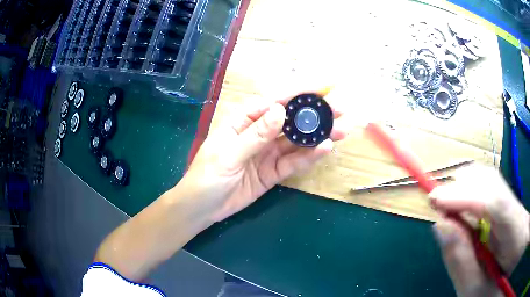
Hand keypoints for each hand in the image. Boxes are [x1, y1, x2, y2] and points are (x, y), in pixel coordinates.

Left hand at [177, 91, 346, 222]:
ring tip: (342, 130)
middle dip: (316, 113)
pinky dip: (309, 156)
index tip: (325, 86)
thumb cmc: (206, 177)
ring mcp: (268, 152)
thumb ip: (254, 135)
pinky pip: (294, 162)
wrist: (202, 208)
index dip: (300, 91)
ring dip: (319, 134)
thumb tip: (280, 110)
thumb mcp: (227, 155)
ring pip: (297, 140)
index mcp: (244, 120)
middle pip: (291, 119)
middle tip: (342, 110)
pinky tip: (324, 149)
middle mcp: (260, 132)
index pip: (276, 100)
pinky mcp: (274, 171)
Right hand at [430, 165, 529, 296]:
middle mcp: (519, 210)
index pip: (497, 204)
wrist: (506, 273)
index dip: (465, 197)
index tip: (434, 199)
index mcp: (516, 236)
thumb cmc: (490, 290)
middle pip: (492, 182)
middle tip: (438, 207)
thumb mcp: (474, 290)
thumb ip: (461, 261)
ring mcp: (517, 203)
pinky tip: (463, 208)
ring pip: (490, 179)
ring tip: (448, 209)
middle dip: (462, 189)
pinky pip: (491, 186)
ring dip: (465, 189)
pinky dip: (472, 192)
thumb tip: (440, 224)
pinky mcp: (512, 202)